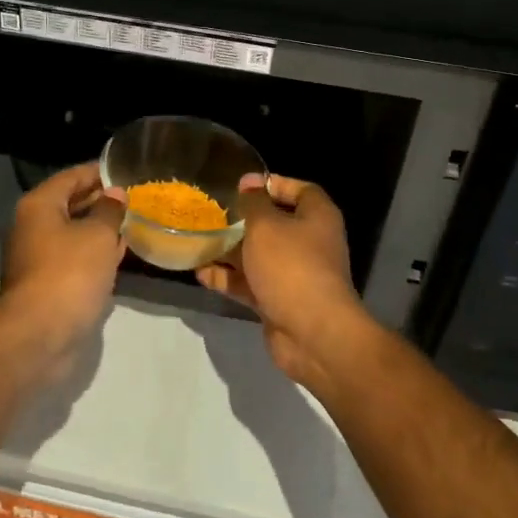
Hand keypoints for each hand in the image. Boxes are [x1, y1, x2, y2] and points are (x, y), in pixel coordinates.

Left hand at [0, 162, 125, 358]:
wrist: (40, 336)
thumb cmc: (69, 273)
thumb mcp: (98, 235)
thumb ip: (109, 210)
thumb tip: (114, 193)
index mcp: (39, 206)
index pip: (71, 176)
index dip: (98, 171)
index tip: (126, 170)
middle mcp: (32, 227)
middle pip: (70, 204)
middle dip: (101, 201)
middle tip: (135, 197)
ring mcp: (37, 258)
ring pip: (74, 234)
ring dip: (100, 230)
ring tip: (132, 223)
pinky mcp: (47, 285)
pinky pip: (74, 259)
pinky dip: (94, 254)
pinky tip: (118, 255)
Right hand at [197, 174, 379, 387]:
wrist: (313, 333)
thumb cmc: (292, 266)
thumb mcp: (266, 226)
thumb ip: (253, 203)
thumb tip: (249, 183)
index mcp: (317, 217)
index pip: (301, 190)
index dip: (274, 183)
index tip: (244, 185)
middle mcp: (309, 243)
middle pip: (275, 224)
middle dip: (244, 220)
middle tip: (214, 213)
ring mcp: (294, 274)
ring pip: (258, 256)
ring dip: (230, 251)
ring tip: (200, 242)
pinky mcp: (279, 301)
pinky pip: (251, 284)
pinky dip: (229, 279)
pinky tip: (201, 274)